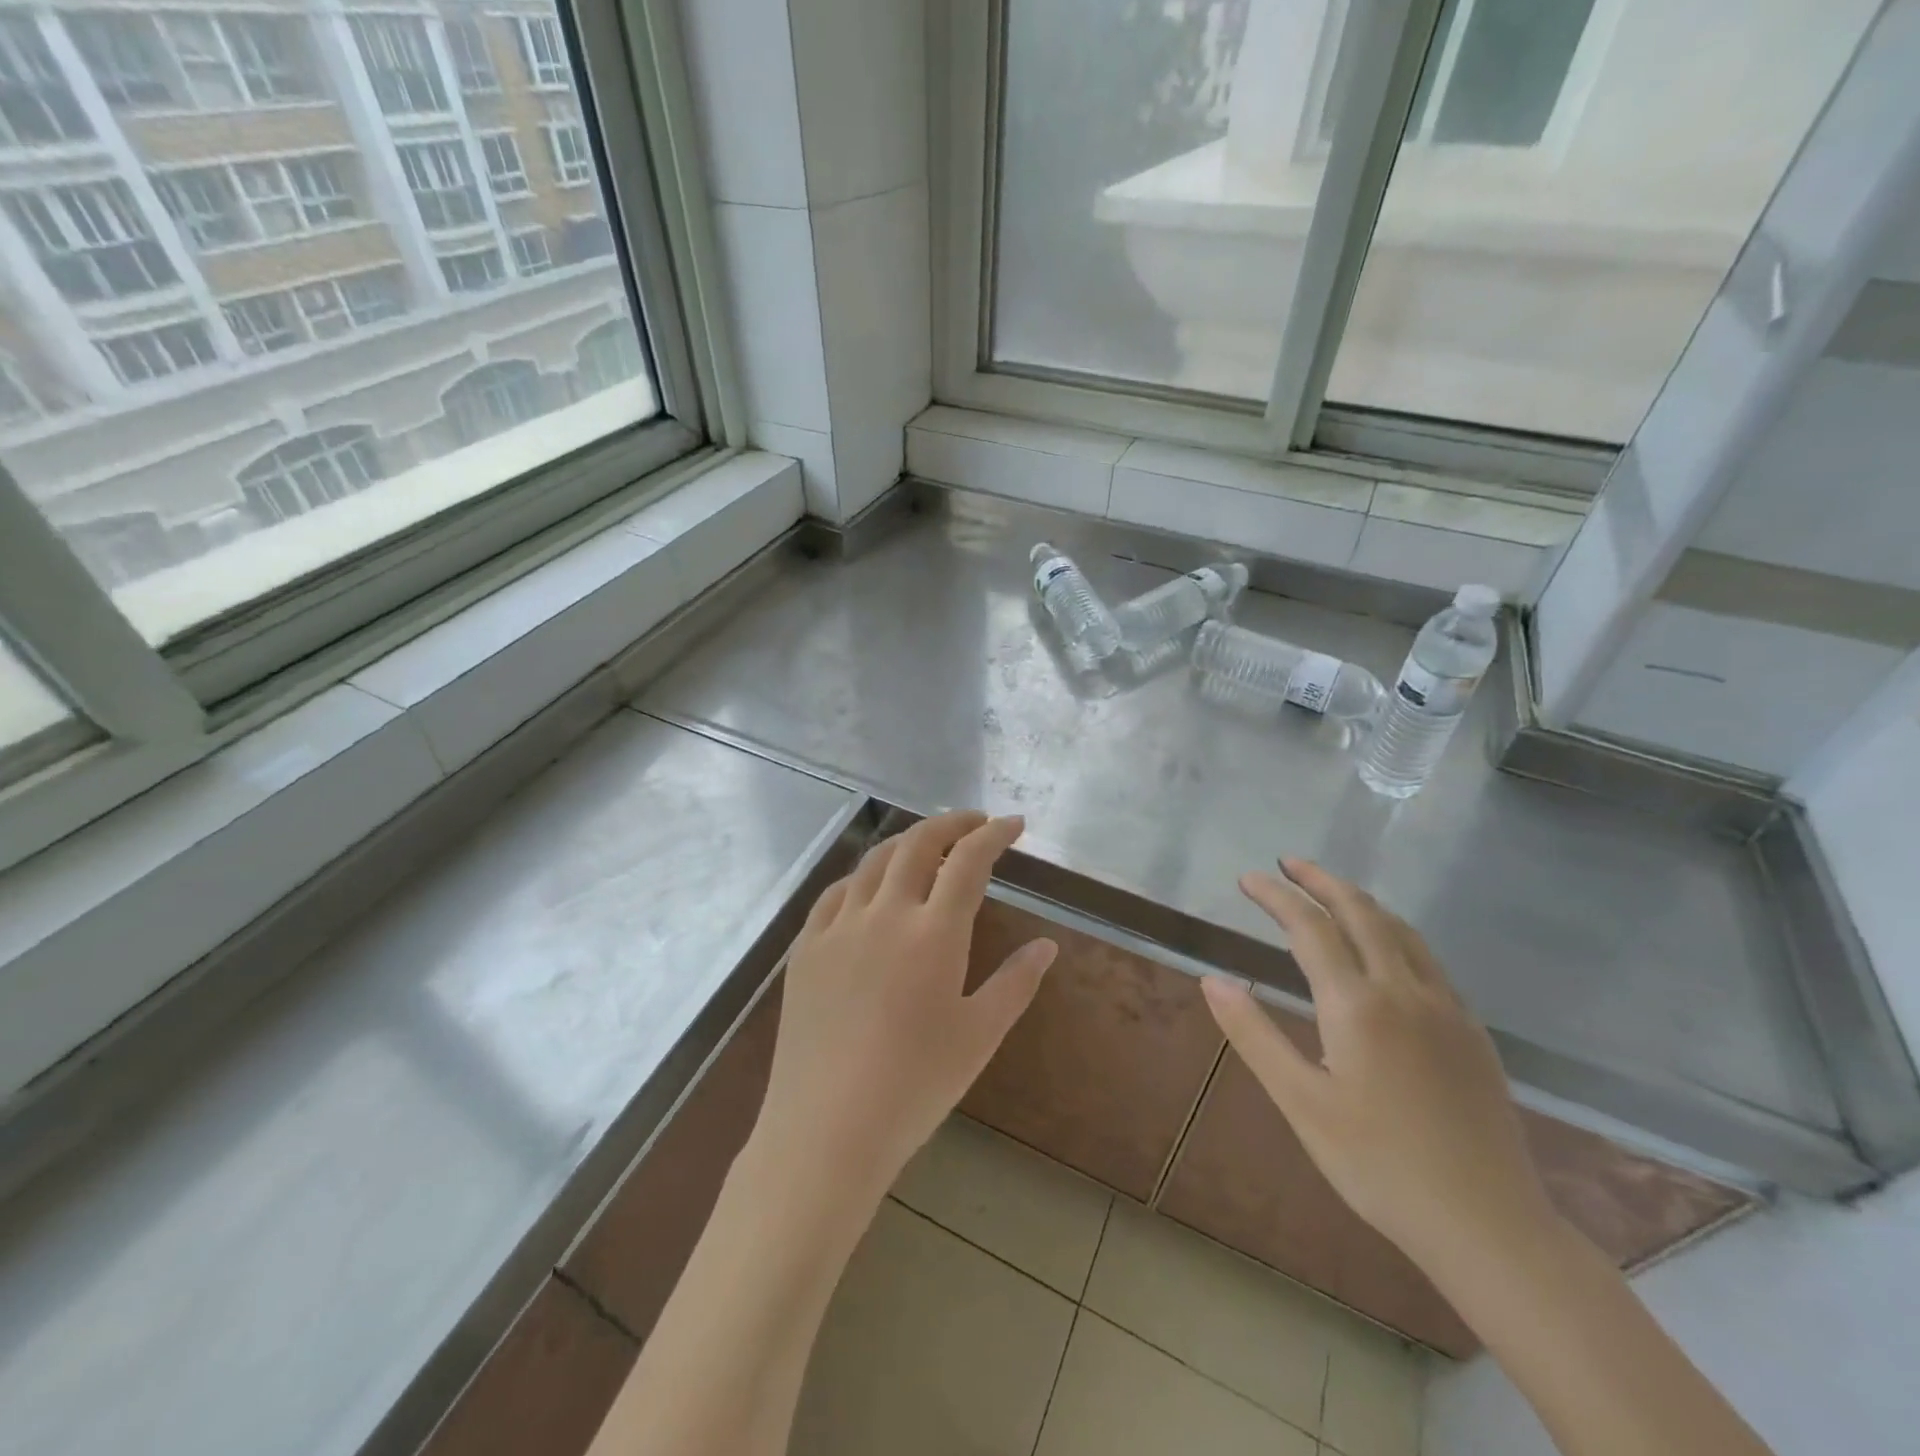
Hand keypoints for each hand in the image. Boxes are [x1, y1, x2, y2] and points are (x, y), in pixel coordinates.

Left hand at [750, 810, 1056, 1202]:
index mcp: (934, 932)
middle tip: (975, 823)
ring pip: (874, 860)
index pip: (969, 861)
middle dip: (951, 824)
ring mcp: (838, 926)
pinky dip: (862, 876)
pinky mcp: (806, 947)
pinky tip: (869, 888)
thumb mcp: (979, 1036)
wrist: (826, 1129)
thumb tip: (1046, 945)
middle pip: (918, 844)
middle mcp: (884, 913)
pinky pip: (835, 892)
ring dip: (907, 842)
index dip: (994, 834)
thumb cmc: (914, 1086)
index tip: (1013, 825)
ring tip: (928, 847)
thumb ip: (1016, 982)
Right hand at [1201, 859, 1556, 1277]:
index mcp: (1357, 1005)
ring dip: (1360, 901)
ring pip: (1401, 930)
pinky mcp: (1472, 1031)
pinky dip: (1395, 932)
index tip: (1248, 878)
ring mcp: (1446, 1008)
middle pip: (1361, 912)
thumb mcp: (1301, 1103)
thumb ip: (1253, 1035)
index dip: (1275, 896)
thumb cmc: (1379, 1165)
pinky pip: (1428, 959)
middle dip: (1321, 881)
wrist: (1489, 1227)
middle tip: (1289, 864)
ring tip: (1331, 893)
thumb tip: (1213, 979)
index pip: (1309, 927)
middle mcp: (1404, 990)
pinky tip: (1386, 950)